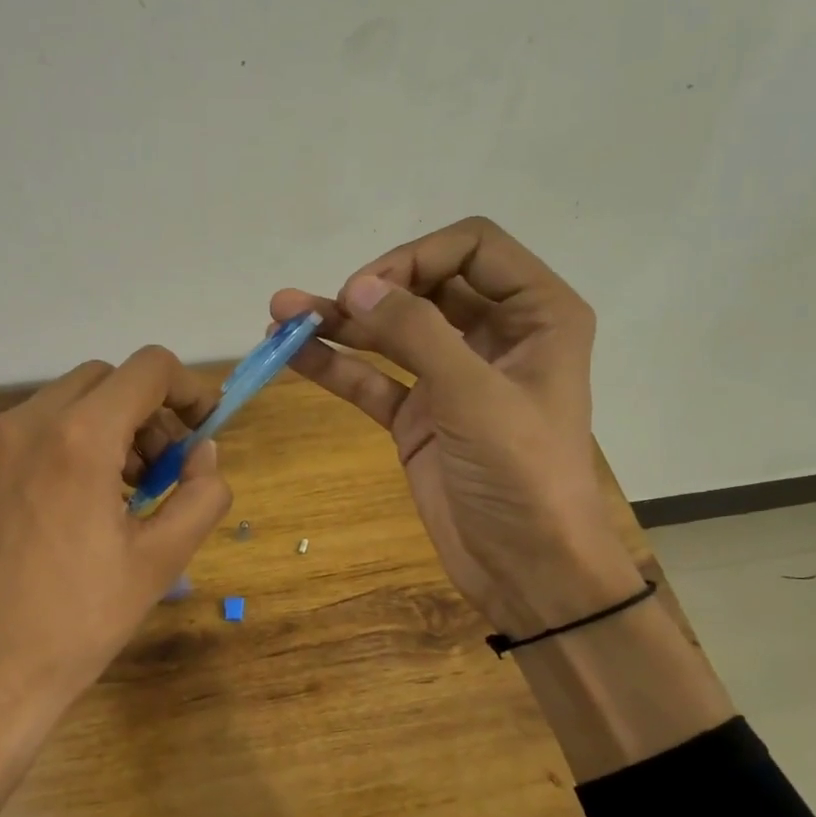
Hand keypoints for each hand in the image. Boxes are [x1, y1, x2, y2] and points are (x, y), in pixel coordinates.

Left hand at [0, 347, 230, 816]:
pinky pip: (26, 434)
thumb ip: (201, 494)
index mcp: (79, 439)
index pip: (148, 369)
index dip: (189, 388)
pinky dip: (63, 446)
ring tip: (117, 494)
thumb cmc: (78, 622)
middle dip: (146, 412)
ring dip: (104, 428)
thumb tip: (204, 453)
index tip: (202, 429)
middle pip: (104, 380)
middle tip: (162, 472)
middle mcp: (25, 424)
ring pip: (62, 403)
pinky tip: (68, 508)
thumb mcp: (162, 562)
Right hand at [272, 217, 642, 636]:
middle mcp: (495, 337)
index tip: (370, 289)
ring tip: (279, 316)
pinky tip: (293, 355)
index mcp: (536, 316)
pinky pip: (375, 381)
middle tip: (321, 304)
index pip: (473, 248)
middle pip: (426, 286)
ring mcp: (453, 379)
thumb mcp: (474, 396)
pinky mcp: (420, 418)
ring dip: (340, 323)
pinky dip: (337, 367)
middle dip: (371, 288)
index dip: (417, 258)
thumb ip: (416, 333)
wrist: (527, 568)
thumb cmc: (522, 475)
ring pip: (392, 334)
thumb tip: (356, 287)